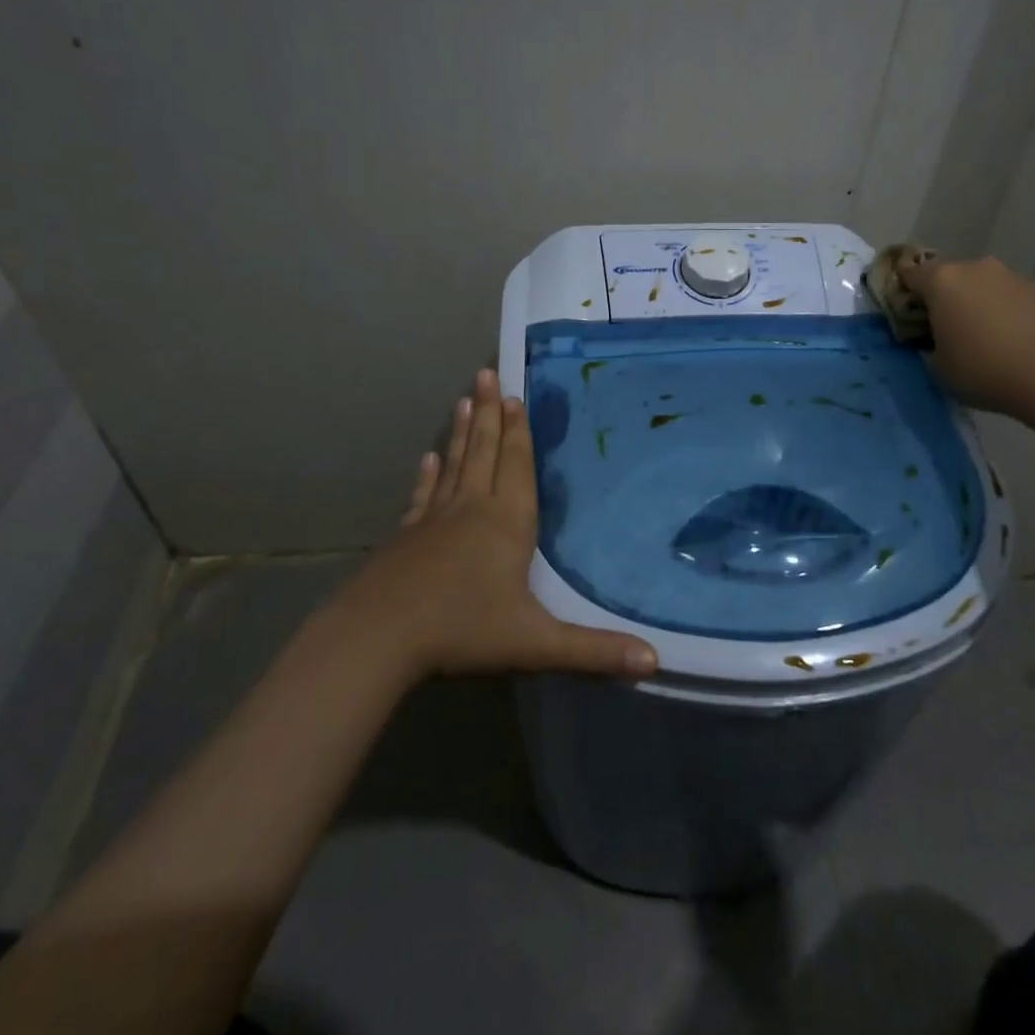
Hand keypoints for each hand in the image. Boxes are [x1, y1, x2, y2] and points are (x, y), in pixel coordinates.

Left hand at [337, 370, 658, 681]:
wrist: (379, 637)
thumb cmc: (463, 630)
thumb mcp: (535, 643)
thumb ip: (594, 650)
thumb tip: (655, 661)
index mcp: (507, 522)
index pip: (516, 465)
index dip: (519, 431)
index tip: (515, 395)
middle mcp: (472, 508)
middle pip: (485, 451)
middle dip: (491, 413)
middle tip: (486, 373)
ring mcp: (434, 519)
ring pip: (455, 464)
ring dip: (463, 432)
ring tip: (466, 399)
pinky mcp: (406, 535)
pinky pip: (423, 495)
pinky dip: (428, 473)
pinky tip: (428, 457)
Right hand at [897, 254, 1034, 417]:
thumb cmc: (981, 369)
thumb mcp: (936, 366)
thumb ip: (925, 345)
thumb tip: (932, 338)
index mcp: (940, 280)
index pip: (907, 275)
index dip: (901, 294)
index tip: (903, 316)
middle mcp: (973, 267)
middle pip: (944, 276)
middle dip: (938, 298)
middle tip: (938, 329)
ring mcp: (1007, 276)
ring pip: (976, 285)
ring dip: (970, 303)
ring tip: (975, 336)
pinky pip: (1002, 296)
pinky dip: (997, 310)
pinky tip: (1003, 339)